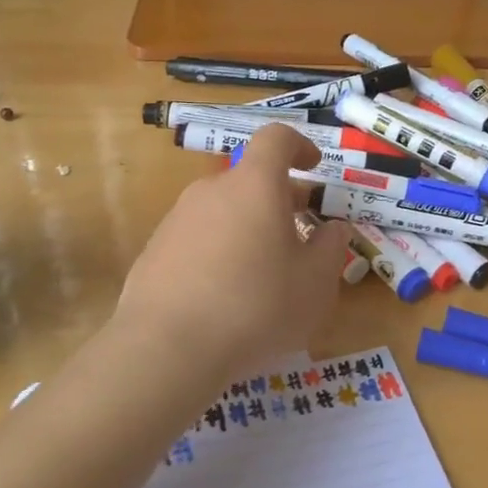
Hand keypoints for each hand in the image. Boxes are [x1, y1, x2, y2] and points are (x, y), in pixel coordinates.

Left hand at [116, 124, 351, 379]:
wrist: (166, 349)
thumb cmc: (256, 307)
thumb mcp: (315, 283)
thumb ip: (330, 248)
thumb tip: (333, 228)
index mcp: (255, 186)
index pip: (277, 138)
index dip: (300, 145)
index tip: (315, 167)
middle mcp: (212, 191)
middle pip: (250, 179)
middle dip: (279, 199)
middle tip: (300, 235)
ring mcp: (177, 219)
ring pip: (223, 211)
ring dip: (248, 228)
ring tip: (263, 274)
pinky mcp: (154, 251)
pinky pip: (197, 239)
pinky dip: (218, 252)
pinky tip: (224, 296)